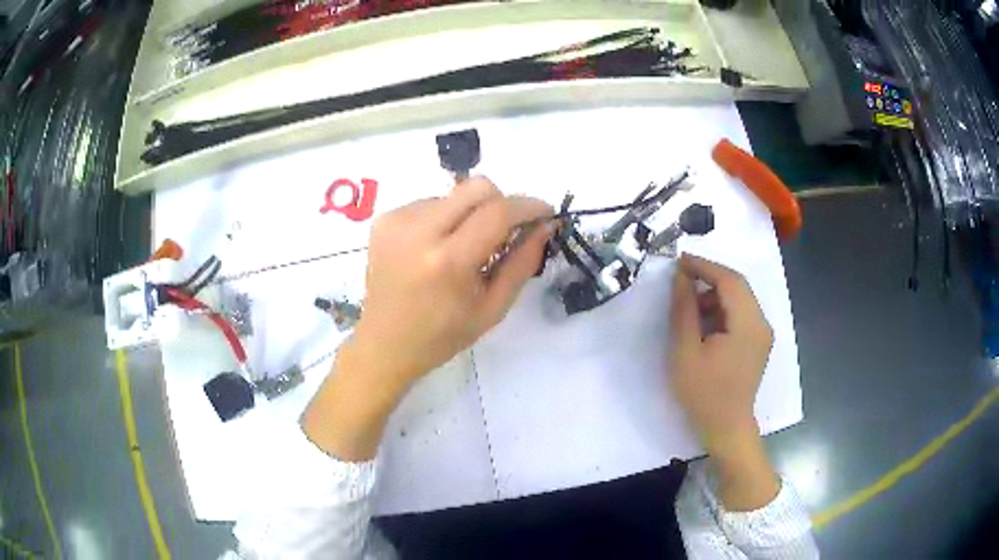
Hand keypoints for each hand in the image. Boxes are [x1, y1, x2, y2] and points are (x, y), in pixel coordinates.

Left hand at [303, 177, 553, 460]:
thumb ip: (522, 263)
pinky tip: (436, 248)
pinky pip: (430, 202)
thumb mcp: (492, 308)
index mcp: (448, 262)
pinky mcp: (384, 219)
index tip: (545, 212)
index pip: (498, 212)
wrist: (384, 344)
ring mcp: (396, 221)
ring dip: (470, 213)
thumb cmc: (443, 335)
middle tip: (506, 229)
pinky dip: (444, 218)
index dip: (529, 206)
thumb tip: (546, 225)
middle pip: (476, 187)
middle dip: (501, 202)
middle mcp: (419, 232)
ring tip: (463, 247)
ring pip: (453, 194)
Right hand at [669, 254, 777, 510]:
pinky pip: (741, 314)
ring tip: (689, 304)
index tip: (679, 260)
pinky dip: (723, 309)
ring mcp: (763, 333)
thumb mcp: (685, 351)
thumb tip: (681, 277)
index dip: (704, 265)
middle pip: (738, 286)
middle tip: (681, 277)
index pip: (729, 280)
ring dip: (716, 293)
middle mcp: (761, 323)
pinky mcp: (758, 343)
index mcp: (747, 324)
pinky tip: (704, 321)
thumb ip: (684, 310)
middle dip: (709, 277)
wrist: (727, 428)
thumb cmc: (703, 393)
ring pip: (740, 298)